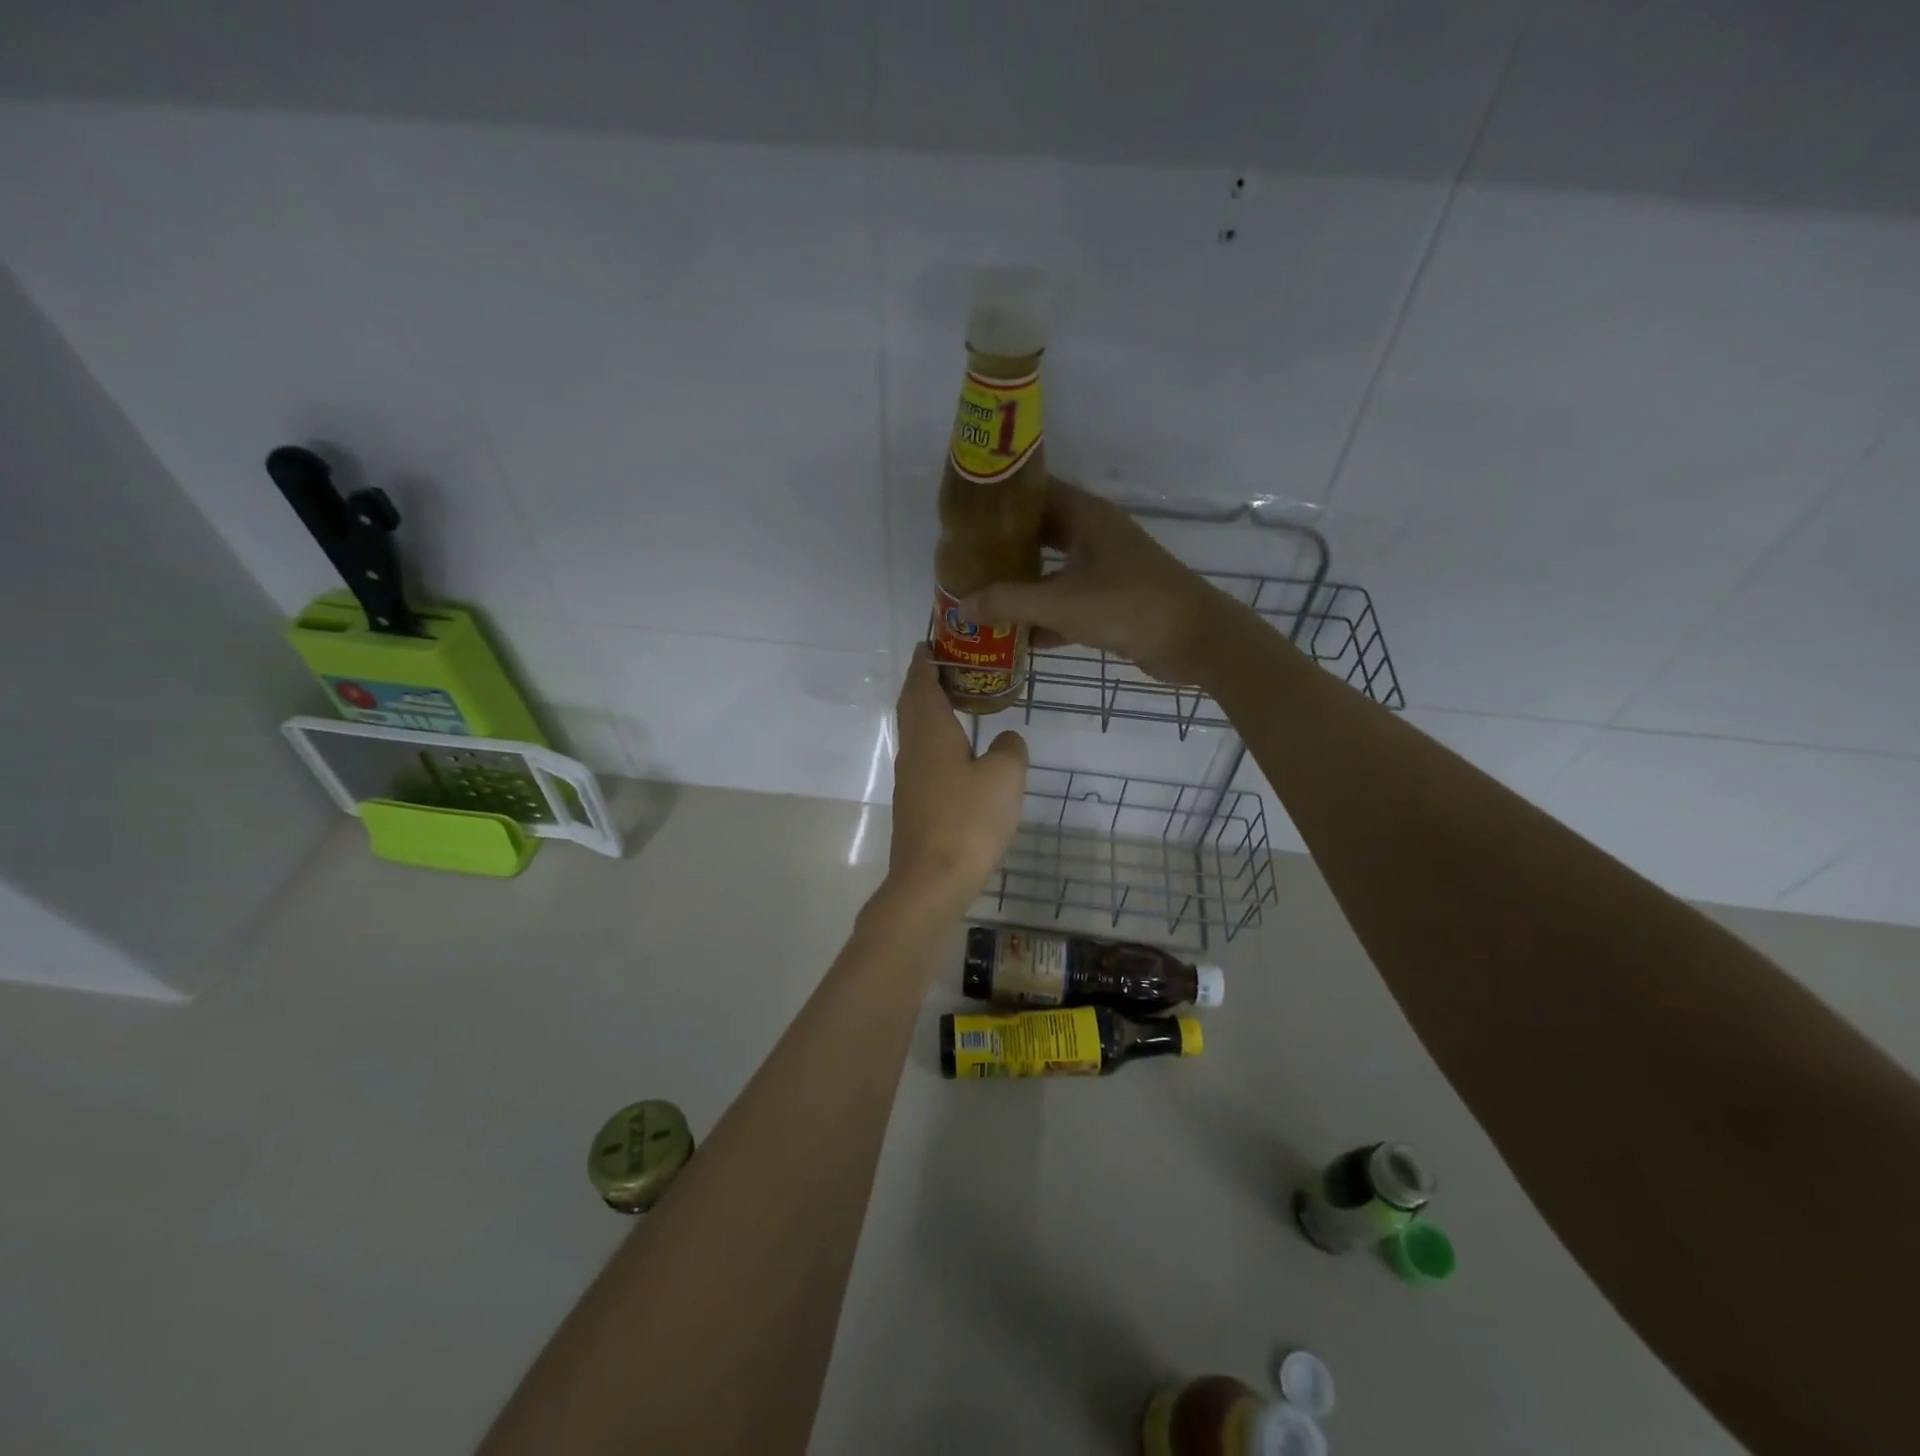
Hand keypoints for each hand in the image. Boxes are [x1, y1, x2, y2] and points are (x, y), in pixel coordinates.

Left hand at [884, 646, 1028, 908]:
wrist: (931, 880)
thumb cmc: (968, 820)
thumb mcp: (1004, 777)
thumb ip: (1009, 749)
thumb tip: (1006, 740)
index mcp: (930, 731)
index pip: (922, 683)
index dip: (925, 660)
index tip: (931, 642)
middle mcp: (913, 748)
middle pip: (911, 704)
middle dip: (923, 681)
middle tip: (946, 665)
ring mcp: (909, 777)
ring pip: (915, 730)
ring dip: (927, 709)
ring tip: (954, 700)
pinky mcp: (914, 802)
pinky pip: (922, 755)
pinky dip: (934, 738)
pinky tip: (955, 751)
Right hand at [962, 480, 1223, 683]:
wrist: (1194, 639)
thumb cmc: (1128, 605)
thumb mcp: (1061, 603)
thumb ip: (1009, 602)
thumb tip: (962, 605)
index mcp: (1085, 517)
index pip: (1034, 492)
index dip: (999, 501)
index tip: (963, 516)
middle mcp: (1094, 536)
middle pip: (1039, 535)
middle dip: (1004, 550)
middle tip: (965, 563)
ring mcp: (1105, 570)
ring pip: (1052, 572)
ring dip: (1022, 587)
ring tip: (981, 599)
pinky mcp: (1111, 602)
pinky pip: (1067, 604)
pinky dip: (1044, 618)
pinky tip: (1015, 637)